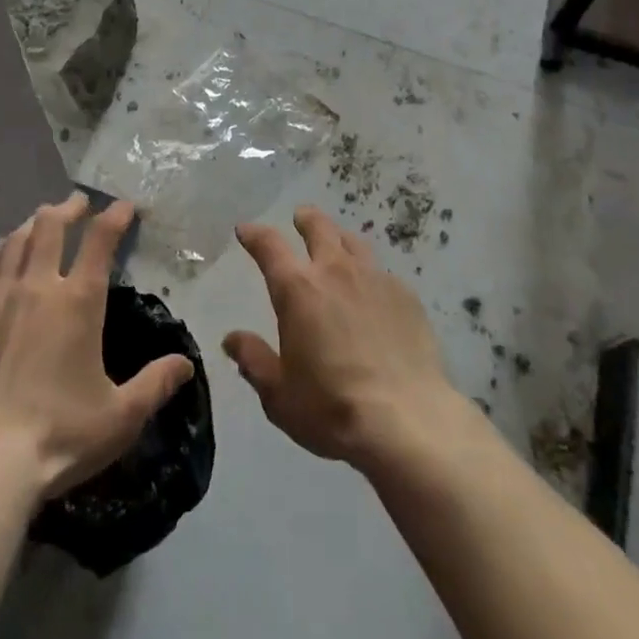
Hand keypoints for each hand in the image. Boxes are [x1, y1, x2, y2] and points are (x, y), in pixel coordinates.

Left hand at [0, 193, 194, 501]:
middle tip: (78, 204)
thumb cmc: (60, 435)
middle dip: (68, 209)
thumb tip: (186, 364)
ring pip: (15, 242)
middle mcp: (37, 287)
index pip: (100, 241)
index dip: (114, 217)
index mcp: (78, 302)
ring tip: (41, 220)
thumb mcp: (121, 416)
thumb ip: (155, 384)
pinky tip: (0, 254)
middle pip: (50, 227)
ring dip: (33, 224)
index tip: (124, 206)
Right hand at [225, 207, 467, 472]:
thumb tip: (232, 339)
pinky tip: (373, 293)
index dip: (254, 234)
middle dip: (305, 220)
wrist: (406, 420)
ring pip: (354, 243)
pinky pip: (382, 273)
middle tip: (300, 217)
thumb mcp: (279, 394)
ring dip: (340, 238)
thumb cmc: (332, 407)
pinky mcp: (406, 296)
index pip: (269, 246)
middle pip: (319, 228)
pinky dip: (370, 275)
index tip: (246, 230)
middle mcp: (335, 271)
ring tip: (337, 244)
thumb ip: (254, 360)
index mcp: (297, 289)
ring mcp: (375, 279)